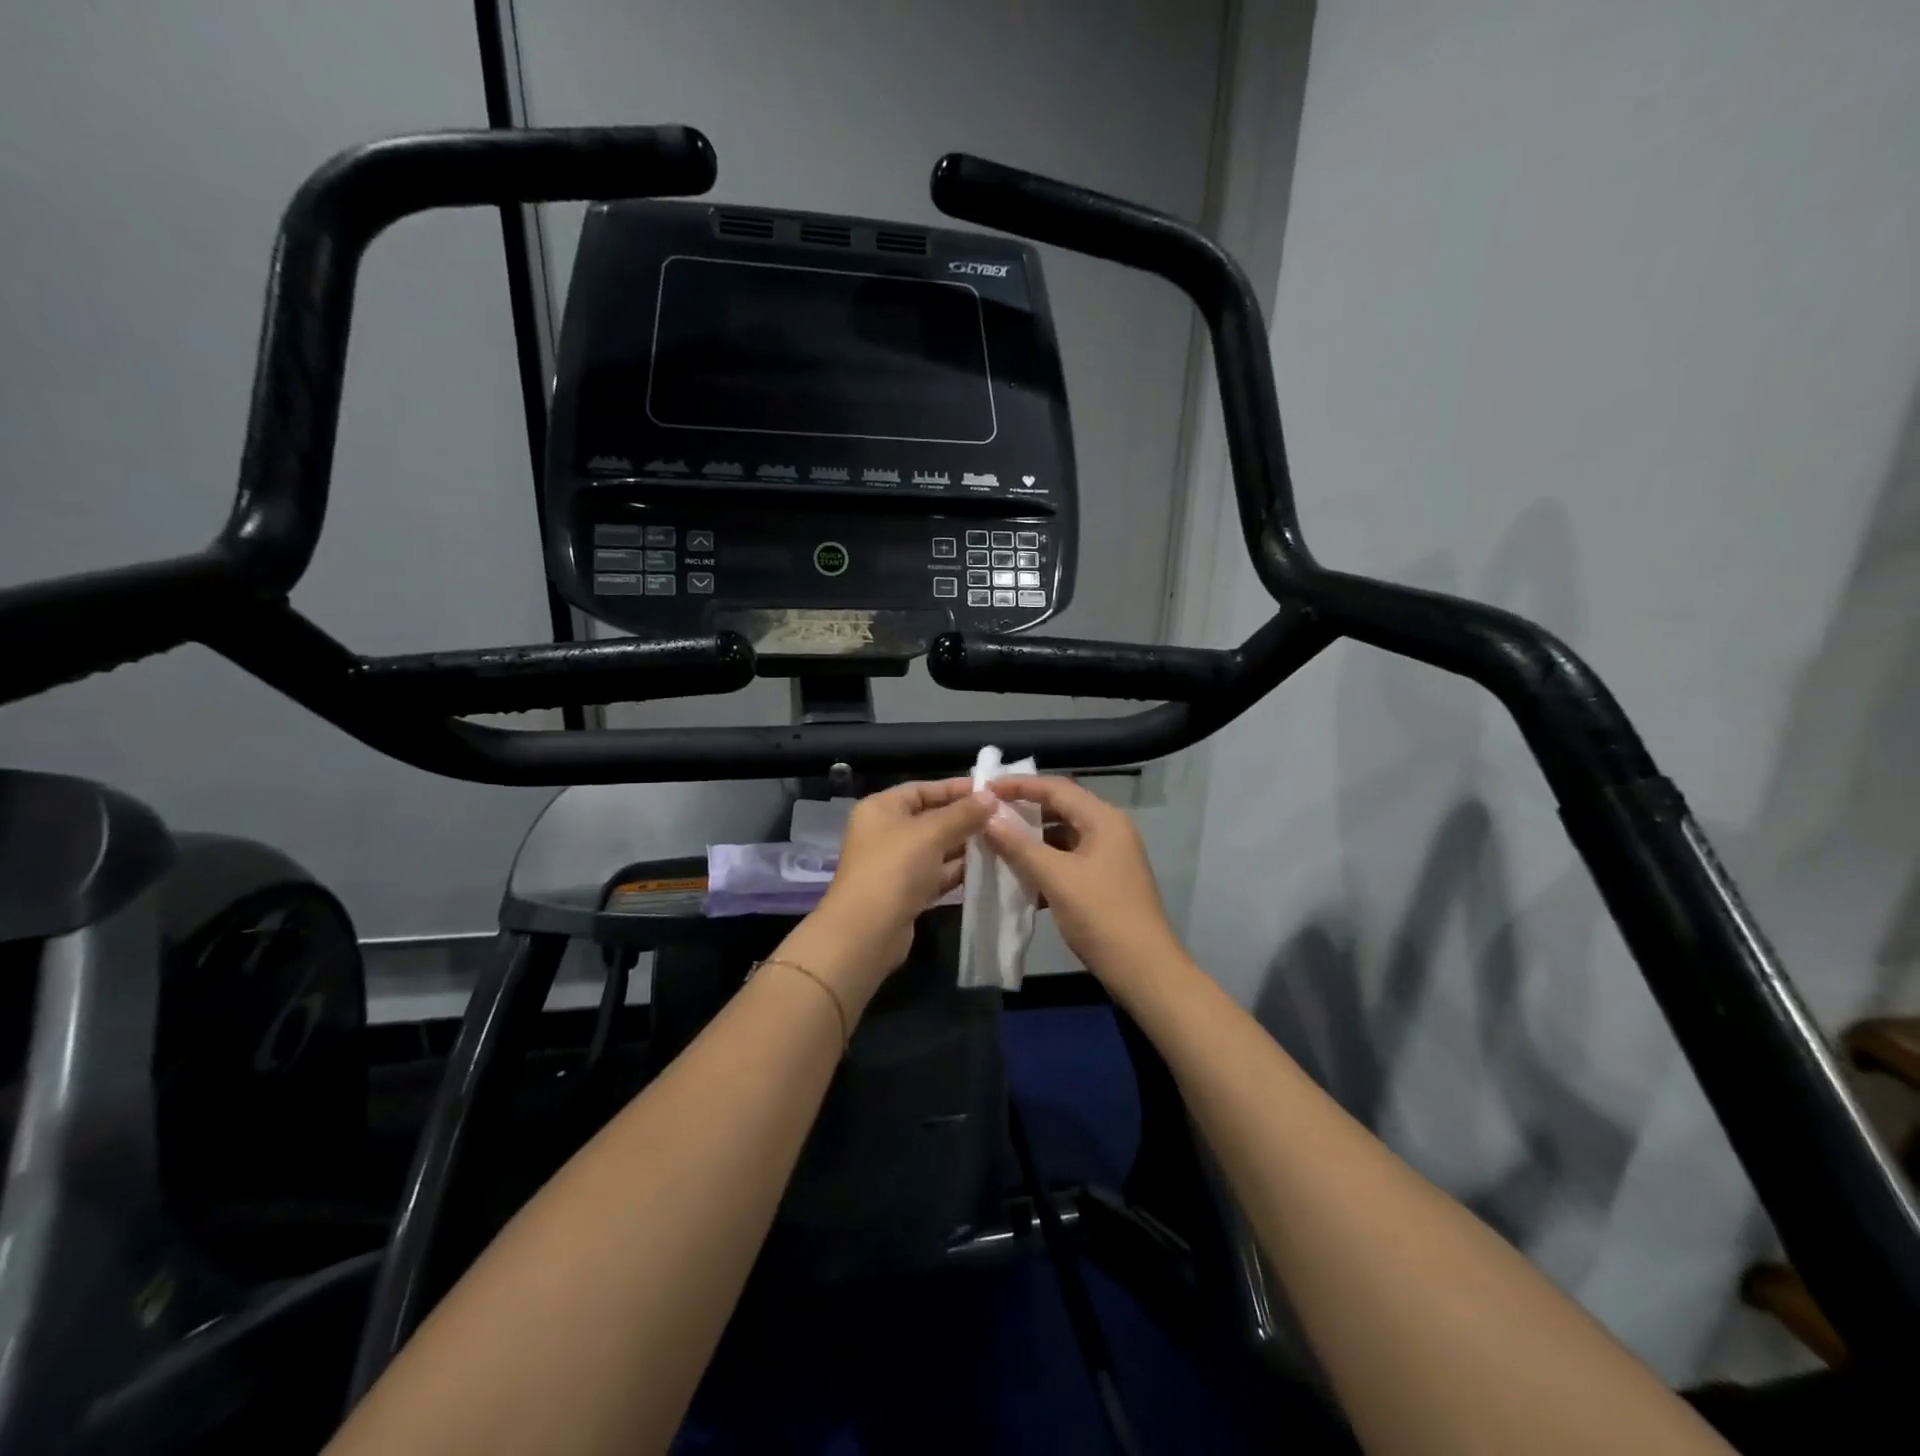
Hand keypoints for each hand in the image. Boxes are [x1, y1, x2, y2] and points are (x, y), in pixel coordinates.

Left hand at [779, 779, 995, 1009]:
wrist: (867, 932)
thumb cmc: (895, 869)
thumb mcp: (931, 833)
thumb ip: (963, 813)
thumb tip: (991, 796)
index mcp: (881, 808)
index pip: (923, 789)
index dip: (956, 788)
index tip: (991, 791)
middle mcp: (886, 832)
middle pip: (931, 818)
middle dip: (965, 818)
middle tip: (1003, 817)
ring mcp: (895, 864)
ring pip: (936, 848)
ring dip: (965, 845)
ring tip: (1002, 841)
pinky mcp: (906, 892)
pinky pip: (937, 873)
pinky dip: (957, 871)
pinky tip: (986, 868)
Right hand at [984, 776, 1180, 992]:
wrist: (1143, 970)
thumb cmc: (1101, 915)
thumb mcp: (1056, 877)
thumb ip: (1019, 845)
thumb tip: (988, 818)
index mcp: (1103, 819)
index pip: (1056, 788)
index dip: (1019, 785)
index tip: (985, 789)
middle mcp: (1110, 830)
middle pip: (1061, 808)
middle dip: (1024, 811)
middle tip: (988, 815)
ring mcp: (1110, 856)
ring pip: (1063, 836)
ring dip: (1032, 839)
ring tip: (997, 844)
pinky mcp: (1105, 881)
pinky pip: (1069, 859)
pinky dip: (1045, 862)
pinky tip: (1020, 876)